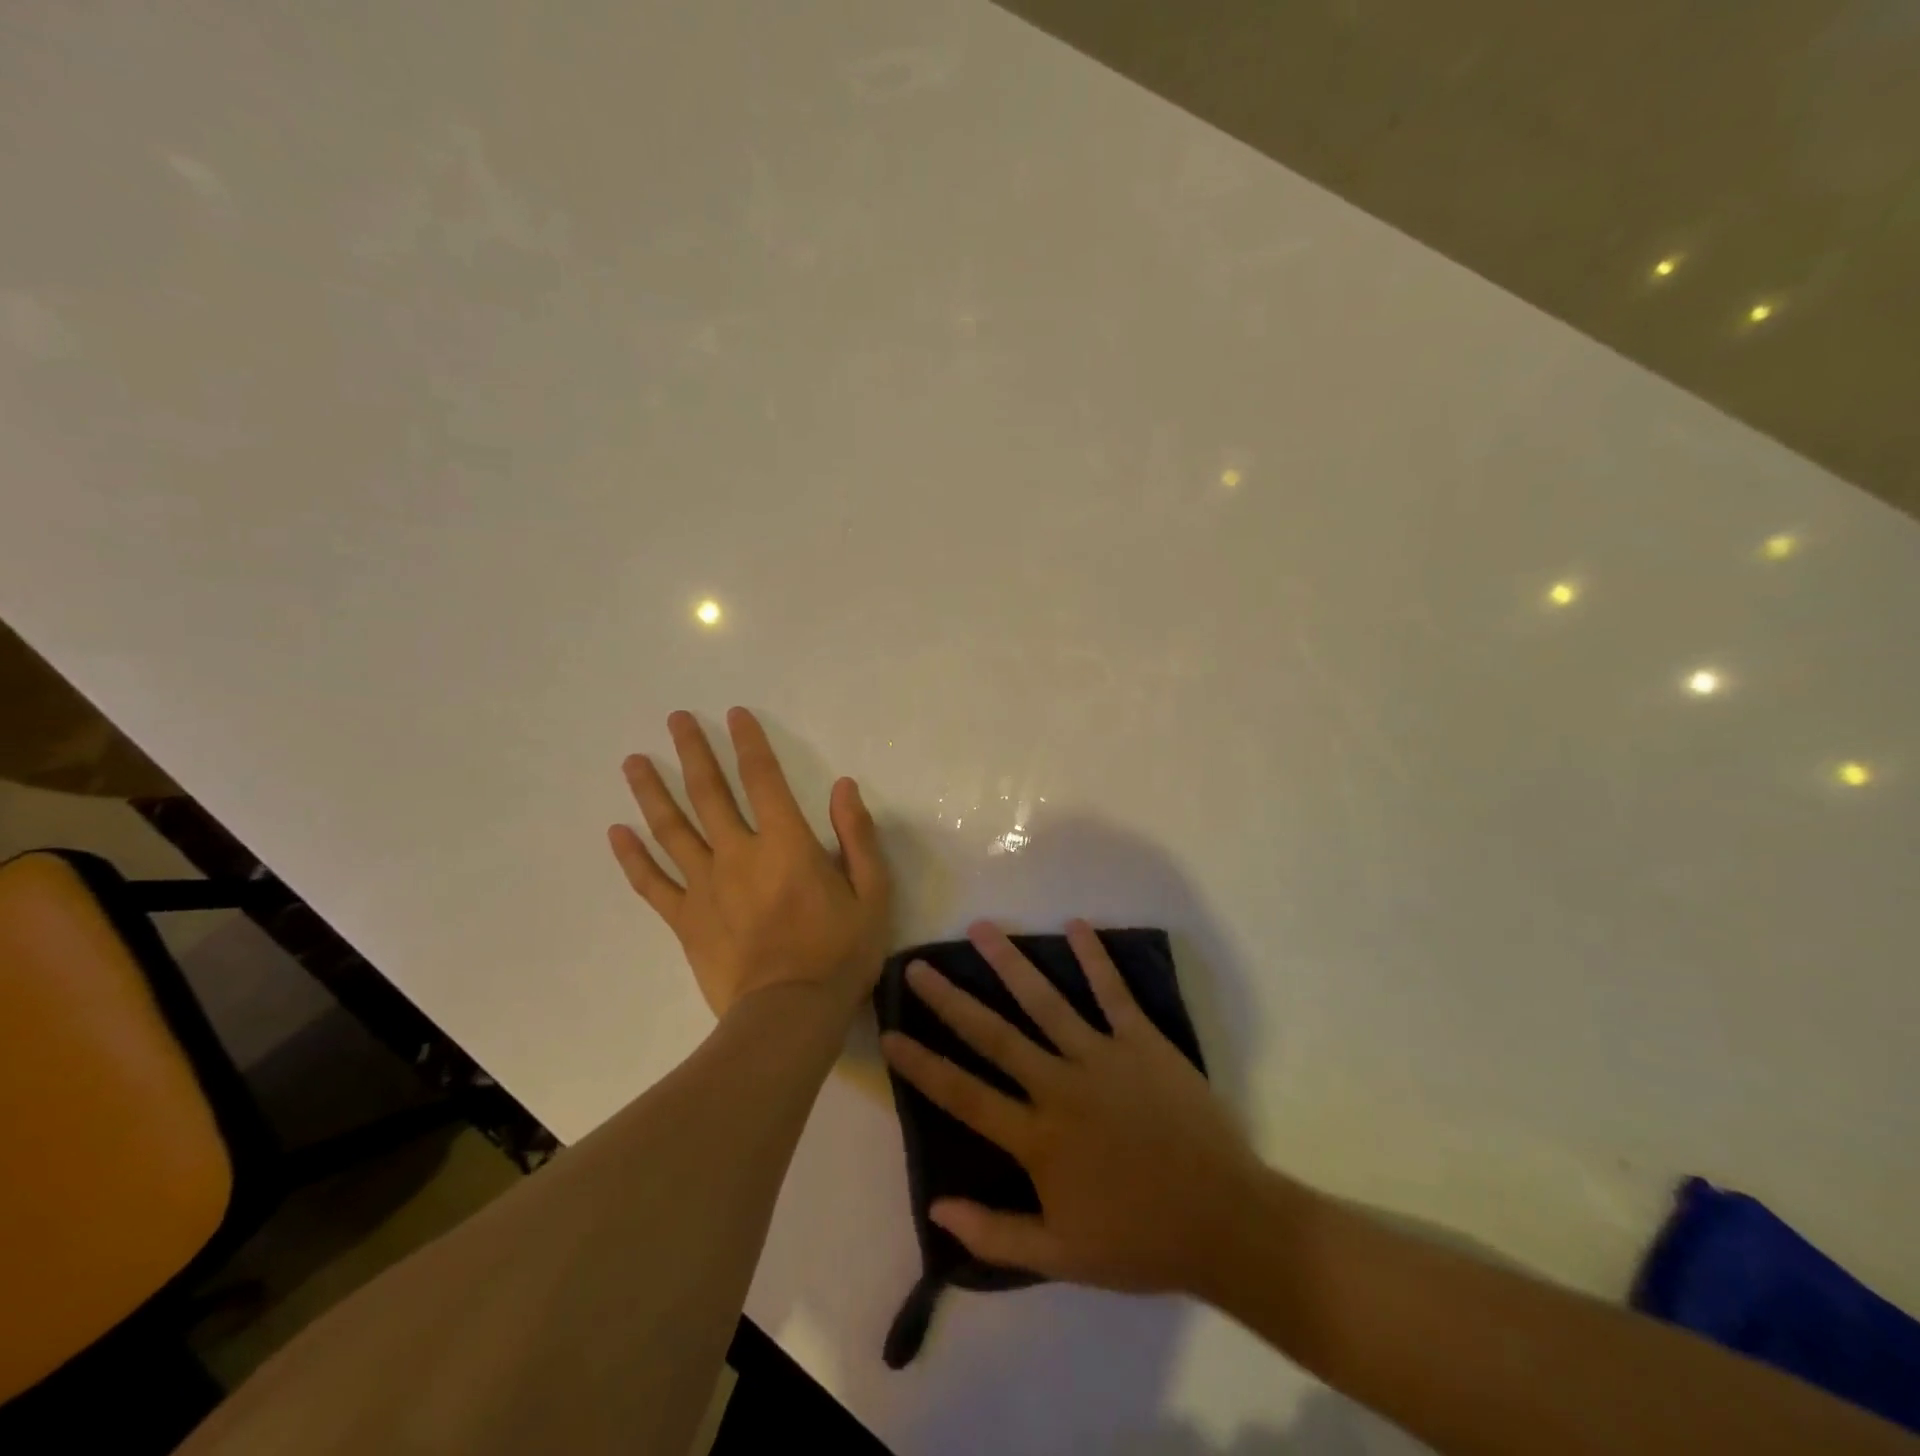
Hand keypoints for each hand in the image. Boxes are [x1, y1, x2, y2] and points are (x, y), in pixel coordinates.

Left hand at [608, 708, 889, 1018]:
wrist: (789, 1015)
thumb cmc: (839, 953)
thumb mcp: (872, 893)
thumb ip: (857, 836)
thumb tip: (843, 787)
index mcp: (785, 844)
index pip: (763, 779)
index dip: (749, 743)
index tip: (734, 715)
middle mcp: (738, 854)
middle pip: (709, 793)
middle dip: (692, 752)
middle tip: (675, 719)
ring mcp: (704, 886)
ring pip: (671, 830)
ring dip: (651, 792)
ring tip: (634, 761)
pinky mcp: (685, 919)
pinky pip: (651, 883)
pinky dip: (632, 857)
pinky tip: (616, 833)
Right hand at [880, 920, 1268, 1294]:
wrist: (1225, 1221)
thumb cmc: (1141, 1240)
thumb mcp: (1062, 1256)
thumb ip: (995, 1234)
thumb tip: (935, 1211)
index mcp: (1038, 1137)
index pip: (964, 1095)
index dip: (923, 1065)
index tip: (890, 1033)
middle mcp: (1061, 1086)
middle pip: (995, 1036)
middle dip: (951, 1000)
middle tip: (919, 965)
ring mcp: (1103, 1057)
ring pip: (1046, 1001)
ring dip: (1010, 962)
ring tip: (981, 928)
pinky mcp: (1143, 1041)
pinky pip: (1114, 992)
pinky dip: (1095, 958)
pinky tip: (1076, 924)